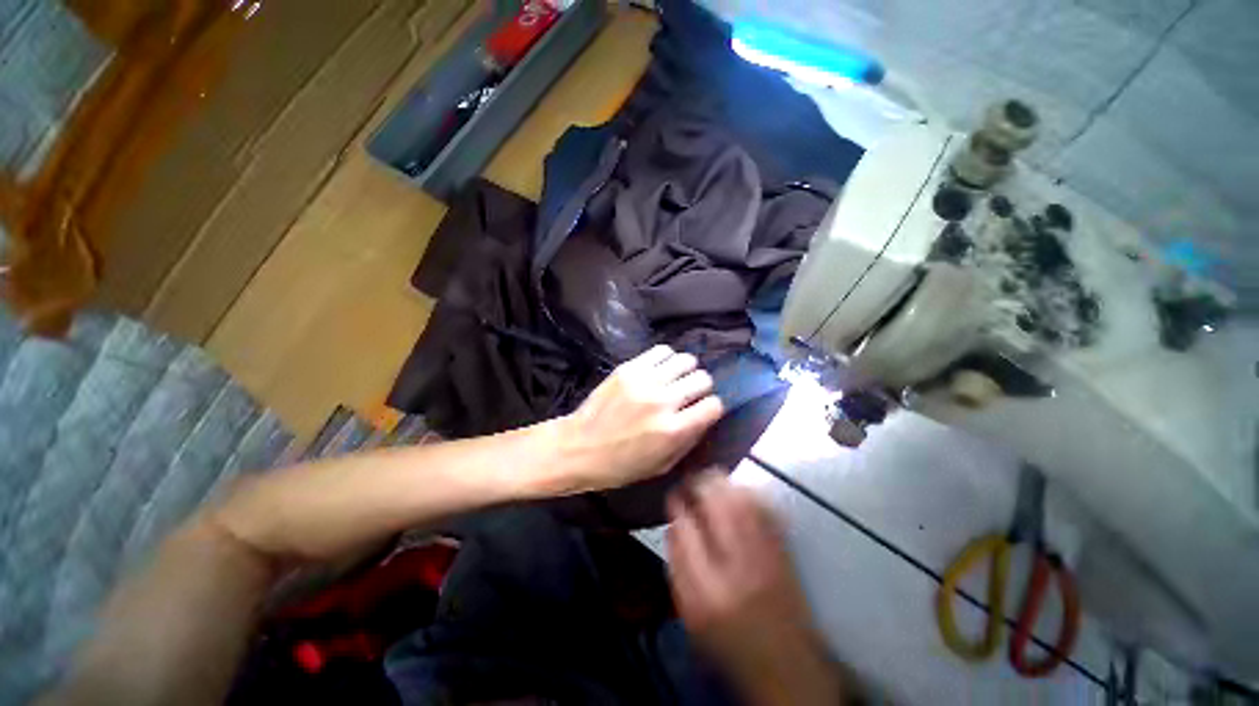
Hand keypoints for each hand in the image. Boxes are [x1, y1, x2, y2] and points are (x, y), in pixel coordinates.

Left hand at [557, 345, 723, 491]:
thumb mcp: (662, 465)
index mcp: (673, 431)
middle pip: (702, 379)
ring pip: (685, 360)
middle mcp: (663, 401)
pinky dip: (667, 358)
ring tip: (675, 379)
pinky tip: (660, 369)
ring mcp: (644, 381)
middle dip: (700, 387)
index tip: (703, 410)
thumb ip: (689, 439)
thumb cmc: (621, 465)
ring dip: (685, 370)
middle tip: (688, 394)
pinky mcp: (628, 368)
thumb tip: (705, 415)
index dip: (711, 408)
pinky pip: (662, 350)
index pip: (714, 405)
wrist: (578, 447)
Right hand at [668, 472, 845, 705]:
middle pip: (714, 503)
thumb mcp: (689, 616)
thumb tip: (673, 523)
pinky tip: (739, 492)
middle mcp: (736, 566)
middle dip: (699, 482)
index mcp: (703, 590)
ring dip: (723, 482)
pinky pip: (765, 508)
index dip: (676, 503)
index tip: (674, 495)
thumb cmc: (729, 645)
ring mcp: (765, 555)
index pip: (682, 527)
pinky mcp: (785, 551)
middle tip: (691, 479)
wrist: (788, 668)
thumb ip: (677, 566)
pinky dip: (749, 492)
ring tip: (711, 479)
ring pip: (741, 499)